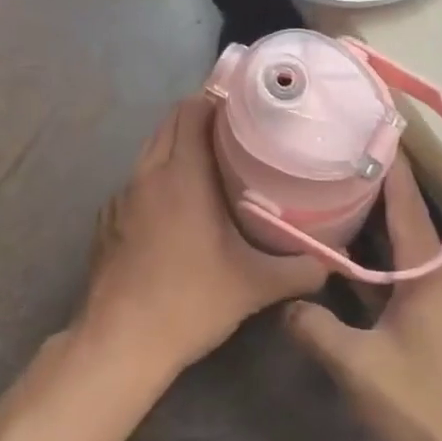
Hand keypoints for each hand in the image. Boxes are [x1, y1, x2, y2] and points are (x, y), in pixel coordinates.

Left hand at [78, 93, 328, 380]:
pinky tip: (176, 207)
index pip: (192, 111)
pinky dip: (158, 178)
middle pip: (169, 124)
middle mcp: (146, 175)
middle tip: (238, 131)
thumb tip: (335, 261)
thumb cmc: (190, 301)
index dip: (216, 98)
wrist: (120, 343)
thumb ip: (300, 269)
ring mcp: (120, 198)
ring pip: (150, 153)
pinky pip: (136, 182)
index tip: (245, 104)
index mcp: (181, 175)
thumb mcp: (254, 286)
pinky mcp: (107, 222)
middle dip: (199, 118)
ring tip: (212, 164)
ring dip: (177, 147)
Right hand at [285, 158, 441, 440]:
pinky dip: (374, 259)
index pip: (405, 202)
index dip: (387, 163)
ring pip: (400, 248)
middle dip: (371, 185)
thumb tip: (288, 304)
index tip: (365, 127)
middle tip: (330, 158)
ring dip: (372, 223)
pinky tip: (347, 265)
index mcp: (426, 273)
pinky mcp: (435, 326)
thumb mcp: (361, 368)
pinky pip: (399, 276)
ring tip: (332, 198)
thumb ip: (317, 330)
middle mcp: (436, 277)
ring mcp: (438, 303)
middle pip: (402, 218)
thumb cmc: (431, 407)